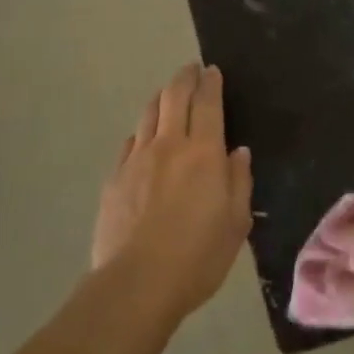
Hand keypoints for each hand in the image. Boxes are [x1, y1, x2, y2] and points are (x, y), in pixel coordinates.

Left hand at [93, 64, 252, 319]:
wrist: (136, 283)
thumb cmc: (198, 257)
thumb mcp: (236, 223)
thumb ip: (239, 182)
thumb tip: (238, 152)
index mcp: (204, 153)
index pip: (208, 103)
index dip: (211, 83)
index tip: (212, 71)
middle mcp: (169, 145)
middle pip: (174, 97)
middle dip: (184, 78)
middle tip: (191, 69)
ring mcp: (137, 159)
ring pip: (148, 114)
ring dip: (161, 98)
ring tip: (168, 95)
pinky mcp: (114, 178)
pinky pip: (130, 142)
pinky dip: (142, 132)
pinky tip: (144, 138)